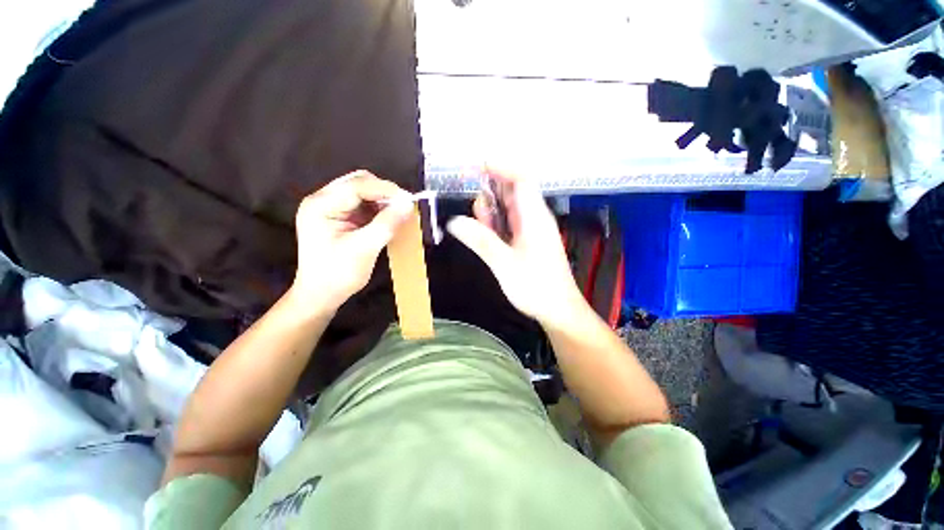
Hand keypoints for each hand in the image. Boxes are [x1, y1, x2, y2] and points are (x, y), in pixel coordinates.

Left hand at [291, 171, 412, 313]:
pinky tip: (389, 218)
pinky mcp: (340, 217)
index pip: (356, 186)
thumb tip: (408, 204)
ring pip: (363, 192)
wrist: (321, 295)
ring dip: (382, 201)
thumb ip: (386, 224)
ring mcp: (331, 208)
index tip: (409, 199)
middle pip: (358, 183)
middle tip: (404, 206)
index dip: (385, 189)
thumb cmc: (337, 274)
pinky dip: (379, 209)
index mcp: (320, 206)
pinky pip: (363, 205)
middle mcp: (323, 201)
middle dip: (383, 192)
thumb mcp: (364, 249)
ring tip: (399, 213)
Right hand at [446, 169, 585, 327]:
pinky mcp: (527, 241)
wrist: (558, 311)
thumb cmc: (536, 287)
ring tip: (476, 220)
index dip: (501, 167)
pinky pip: (509, 224)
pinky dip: (495, 223)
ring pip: (509, 208)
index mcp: (534, 217)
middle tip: (472, 201)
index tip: (476, 166)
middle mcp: (534, 218)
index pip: (521, 179)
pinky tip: (484, 230)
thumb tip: (453, 221)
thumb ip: (480, 240)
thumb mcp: (504, 264)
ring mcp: (531, 230)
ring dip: (491, 209)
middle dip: (491, 189)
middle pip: (513, 191)